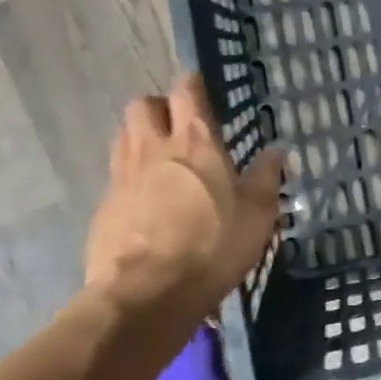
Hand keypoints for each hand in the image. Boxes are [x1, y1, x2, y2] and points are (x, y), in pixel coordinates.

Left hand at [83, 73, 284, 317]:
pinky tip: (145, 202)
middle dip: (159, 108)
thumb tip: (276, 151)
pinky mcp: (103, 207)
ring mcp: (122, 176)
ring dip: (140, 137)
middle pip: (142, 105)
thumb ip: (267, 176)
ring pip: (124, 136)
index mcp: (195, 140)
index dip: (193, 84)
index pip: (187, 89)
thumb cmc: (212, 246)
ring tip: (161, 160)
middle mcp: (153, 147)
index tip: (202, 89)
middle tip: (178, 127)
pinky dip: (129, 178)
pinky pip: (115, 176)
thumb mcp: (258, 213)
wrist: (147, 295)